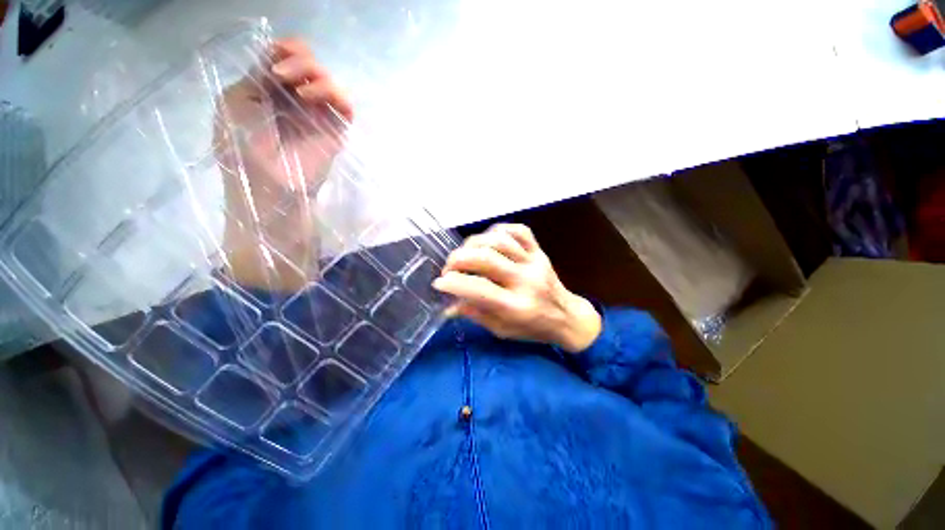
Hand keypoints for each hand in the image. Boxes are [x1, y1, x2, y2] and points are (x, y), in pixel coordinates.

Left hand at [214, 39, 353, 287]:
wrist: (267, 183)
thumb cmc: (241, 144)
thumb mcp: (236, 100)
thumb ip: (258, 74)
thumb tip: (282, 56)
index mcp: (270, 90)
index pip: (287, 59)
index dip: (286, 49)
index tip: (276, 54)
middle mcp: (297, 99)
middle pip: (310, 64)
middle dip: (298, 59)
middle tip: (281, 74)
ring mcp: (319, 115)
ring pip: (329, 81)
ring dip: (314, 73)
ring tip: (297, 88)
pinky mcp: (336, 131)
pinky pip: (345, 104)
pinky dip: (332, 93)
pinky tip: (310, 97)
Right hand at [433, 224, 601, 352]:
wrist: (568, 317)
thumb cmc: (532, 328)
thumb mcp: (502, 330)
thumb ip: (475, 314)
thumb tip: (449, 305)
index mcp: (516, 306)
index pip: (479, 289)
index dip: (454, 283)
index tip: (439, 283)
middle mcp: (526, 280)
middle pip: (487, 259)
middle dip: (459, 259)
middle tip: (448, 267)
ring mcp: (534, 261)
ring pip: (500, 240)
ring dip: (474, 243)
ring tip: (465, 254)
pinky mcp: (539, 251)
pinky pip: (518, 231)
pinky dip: (498, 230)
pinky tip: (488, 241)